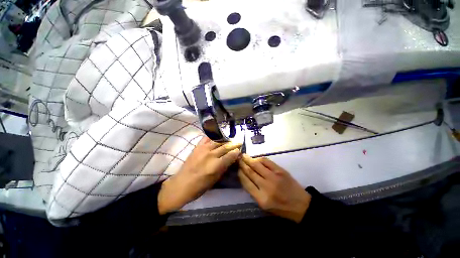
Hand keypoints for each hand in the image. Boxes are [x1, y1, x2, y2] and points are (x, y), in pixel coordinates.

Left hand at [157, 137, 241, 214]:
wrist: (182, 184)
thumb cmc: (200, 186)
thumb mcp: (216, 179)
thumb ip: (225, 167)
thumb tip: (232, 159)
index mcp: (216, 165)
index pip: (230, 155)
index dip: (236, 152)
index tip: (240, 150)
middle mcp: (211, 155)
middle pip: (225, 146)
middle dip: (233, 144)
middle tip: (239, 142)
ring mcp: (203, 149)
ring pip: (218, 141)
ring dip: (225, 140)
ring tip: (230, 139)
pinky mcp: (197, 147)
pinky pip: (206, 138)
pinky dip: (212, 136)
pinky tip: (217, 136)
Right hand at [238, 154, 310, 222]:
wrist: (301, 205)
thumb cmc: (281, 208)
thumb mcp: (264, 206)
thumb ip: (254, 192)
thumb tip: (245, 177)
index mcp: (261, 199)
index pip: (246, 183)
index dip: (240, 174)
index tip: (237, 169)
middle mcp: (266, 187)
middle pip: (250, 172)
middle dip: (242, 165)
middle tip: (238, 159)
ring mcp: (274, 177)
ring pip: (257, 165)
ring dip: (249, 159)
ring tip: (243, 156)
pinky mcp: (280, 171)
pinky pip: (267, 162)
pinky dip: (259, 159)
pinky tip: (255, 158)